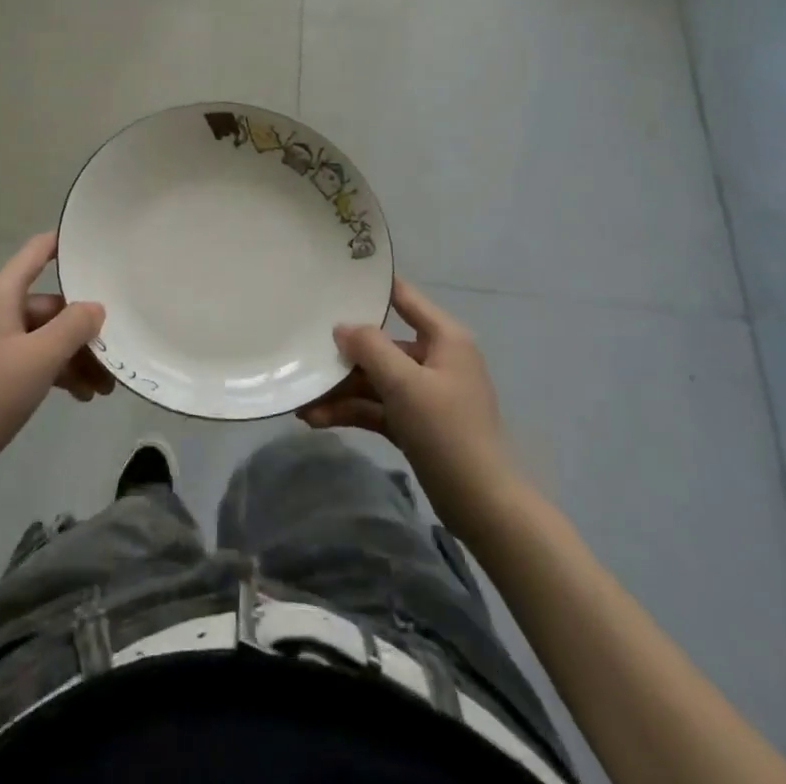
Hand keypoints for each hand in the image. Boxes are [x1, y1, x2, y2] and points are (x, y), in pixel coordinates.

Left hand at [0, 233, 108, 487]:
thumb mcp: (42, 356)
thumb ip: (75, 325)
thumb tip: (95, 308)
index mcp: (0, 295)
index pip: (36, 252)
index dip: (64, 244)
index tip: (97, 245)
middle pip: (49, 305)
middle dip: (82, 330)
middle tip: (114, 355)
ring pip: (44, 336)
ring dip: (74, 356)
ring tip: (103, 388)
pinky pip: (32, 357)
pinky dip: (56, 370)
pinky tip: (80, 395)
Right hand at [297, 277, 524, 533]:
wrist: (484, 507)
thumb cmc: (448, 431)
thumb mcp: (405, 383)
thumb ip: (371, 348)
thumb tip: (342, 327)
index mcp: (443, 338)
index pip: (403, 297)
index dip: (371, 286)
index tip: (332, 277)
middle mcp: (434, 359)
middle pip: (380, 344)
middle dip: (342, 355)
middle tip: (303, 353)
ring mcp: (424, 393)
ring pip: (374, 380)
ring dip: (340, 390)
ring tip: (301, 402)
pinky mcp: (414, 424)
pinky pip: (376, 407)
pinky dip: (350, 411)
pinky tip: (317, 419)